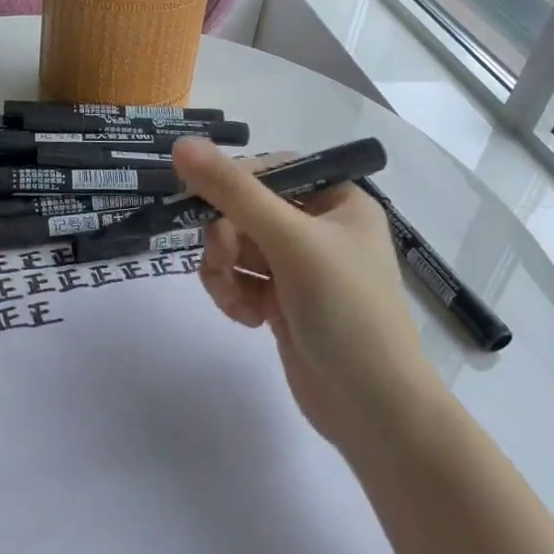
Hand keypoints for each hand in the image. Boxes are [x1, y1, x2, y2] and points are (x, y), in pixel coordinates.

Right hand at [170, 138, 438, 459]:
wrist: (372, 408)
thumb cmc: (346, 311)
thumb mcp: (291, 241)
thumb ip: (234, 192)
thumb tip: (181, 144)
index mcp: (336, 200)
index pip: (269, 169)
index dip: (233, 184)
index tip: (205, 204)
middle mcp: (317, 227)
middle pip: (244, 209)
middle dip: (226, 237)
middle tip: (226, 261)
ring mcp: (297, 267)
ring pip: (234, 246)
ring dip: (224, 270)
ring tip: (238, 301)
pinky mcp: (280, 301)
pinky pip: (238, 279)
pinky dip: (232, 294)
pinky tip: (247, 319)